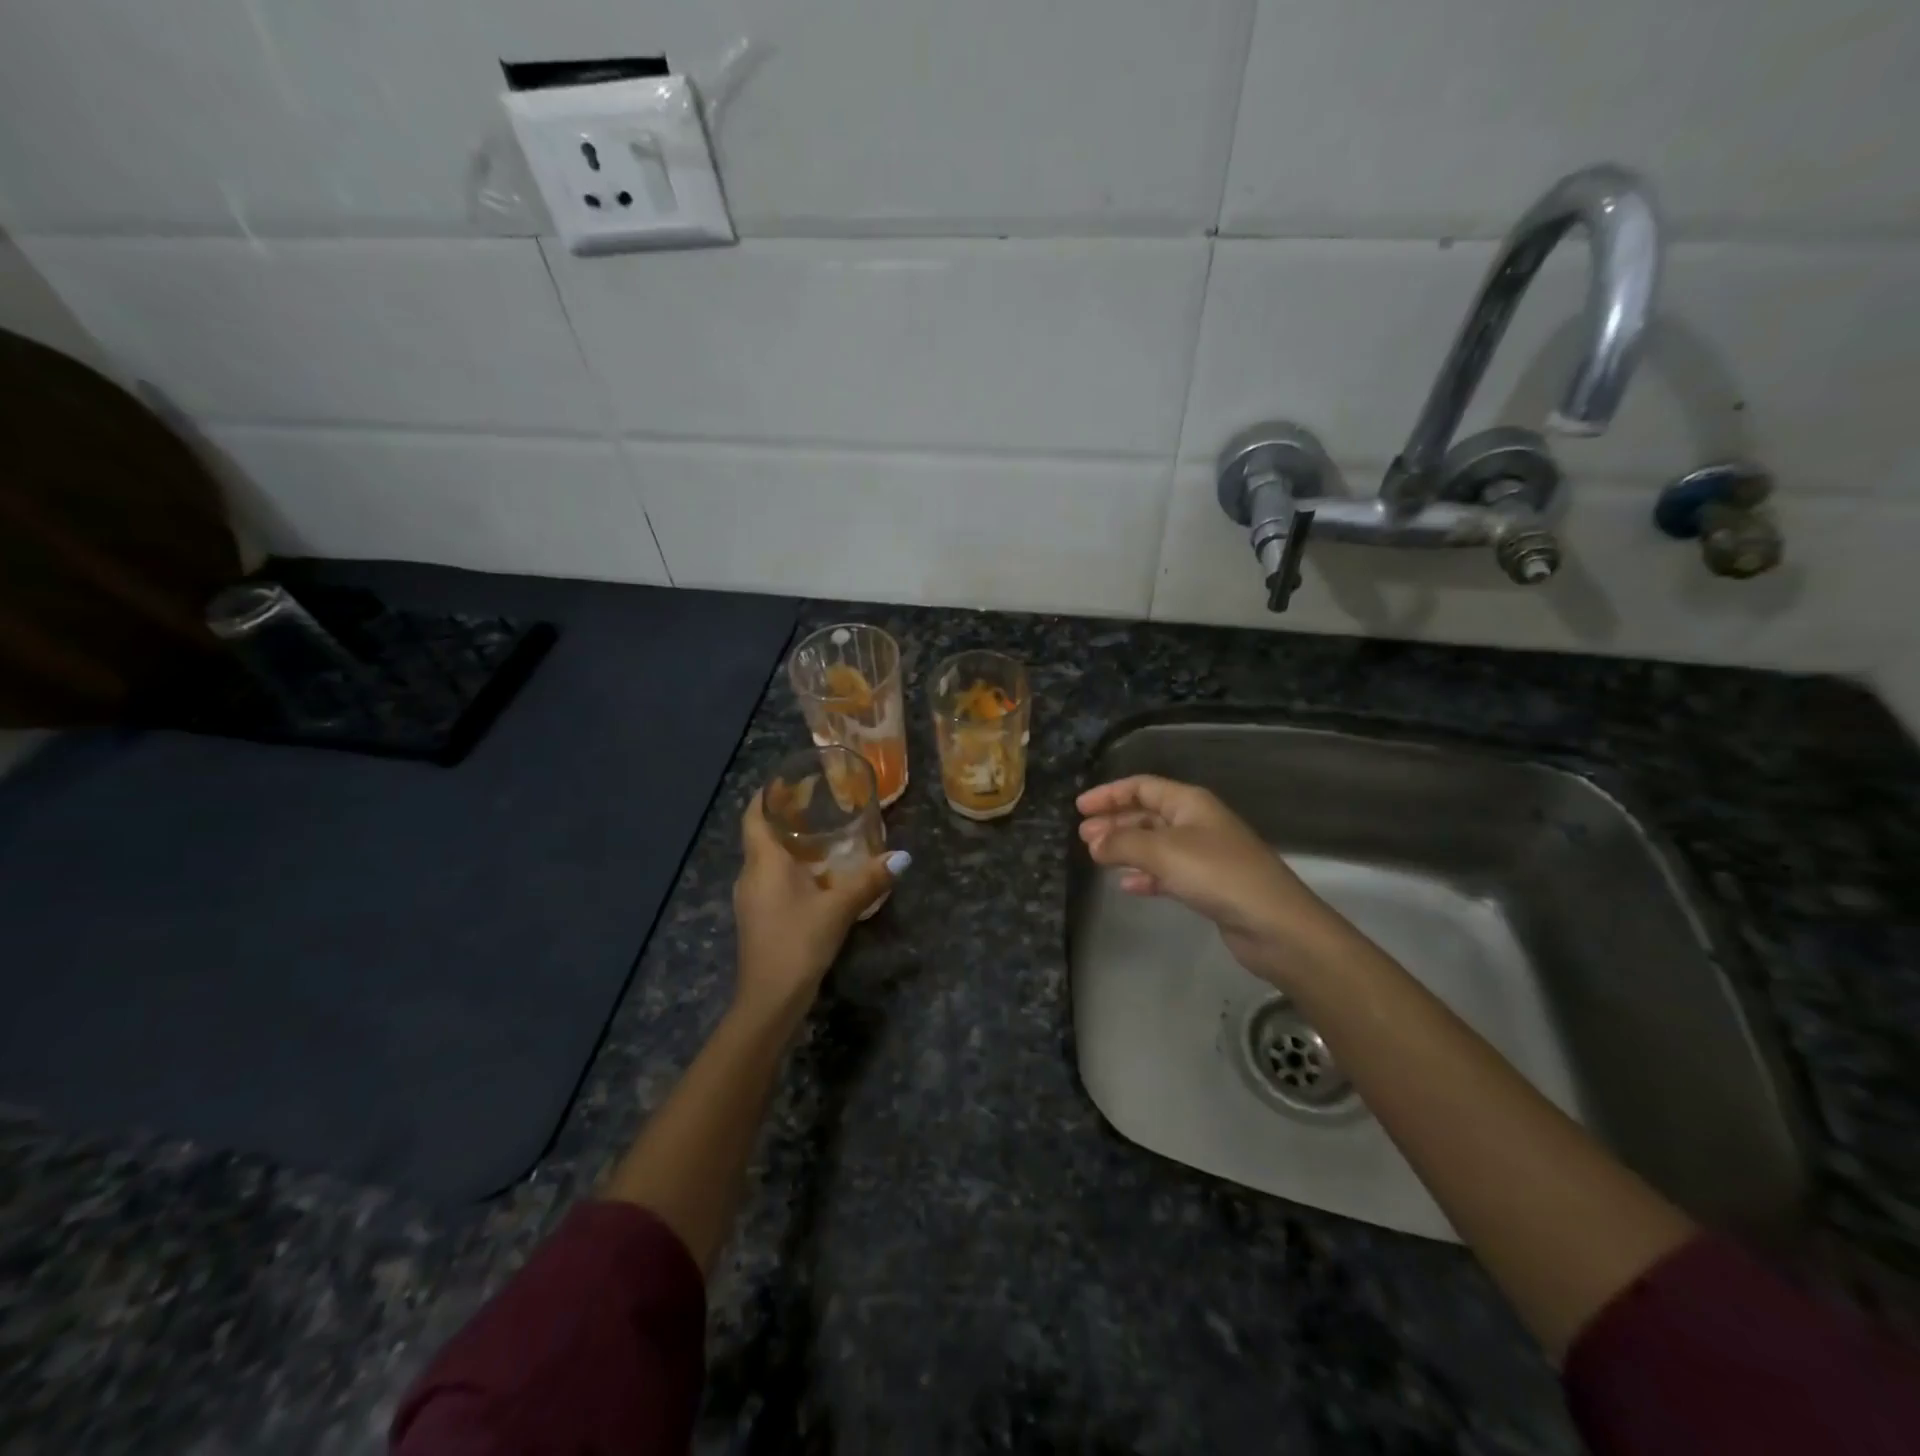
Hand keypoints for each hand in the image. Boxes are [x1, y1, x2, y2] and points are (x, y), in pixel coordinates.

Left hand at [732, 792, 899, 1024]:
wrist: (769, 1000)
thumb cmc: (797, 942)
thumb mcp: (839, 908)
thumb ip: (869, 880)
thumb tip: (903, 857)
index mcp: (763, 862)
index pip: (754, 815)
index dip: (767, 795)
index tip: (790, 780)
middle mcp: (750, 875)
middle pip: (761, 835)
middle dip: (785, 818)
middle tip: (818, 804)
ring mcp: (750, 899)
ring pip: (766, 860)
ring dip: (789, 846)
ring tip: (823, 837)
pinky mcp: (757, 918)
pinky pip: (770, 881)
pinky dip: (790, 869)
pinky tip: (817, 877)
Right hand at [1076, 775, 1353, 990]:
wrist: (1274, 925)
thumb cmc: (1217, 875)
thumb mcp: (1163, 851)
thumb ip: (1122, 843)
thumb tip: (1093, 843)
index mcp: (1190, 803)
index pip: (1142, 787)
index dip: (1110, 794)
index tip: (1080, 808)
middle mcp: (1197, 822)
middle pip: (1148, 814)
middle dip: (1115, 822)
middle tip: (1083, 836)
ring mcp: (1205, 855)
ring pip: (1155, 843)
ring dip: (1126, 848)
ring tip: (1097, 858)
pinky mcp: (1209, 885)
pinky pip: (1168, 872)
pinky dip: (1146, 874)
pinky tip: (1127, 885)